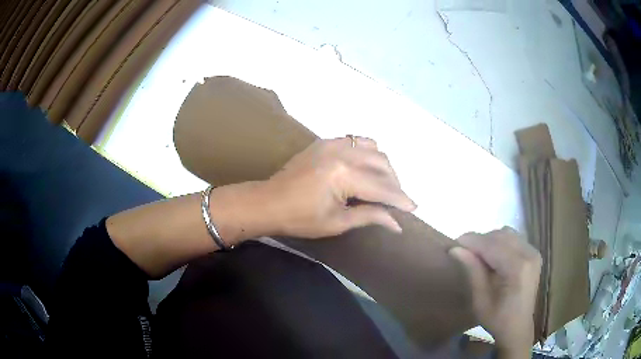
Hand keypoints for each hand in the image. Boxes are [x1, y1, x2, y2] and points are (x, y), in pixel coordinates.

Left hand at [259, 137, 415, 237]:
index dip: (400, 199)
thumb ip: (370, 216)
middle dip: (394, 183)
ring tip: (381, 185)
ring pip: (373, 148)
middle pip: (382, 164)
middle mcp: (342, 152)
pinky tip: (365, 168)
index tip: (414, 208)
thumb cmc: (300, 218)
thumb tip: (397, 223)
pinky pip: (356, 141)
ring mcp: (332, 143)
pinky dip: (367, 153)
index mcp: (344, 175)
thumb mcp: (337, 222)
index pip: (382, 187)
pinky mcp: (325, 141)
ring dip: (383, 166)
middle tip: (395, 201)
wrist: (268, 202)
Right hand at [449, 228, 540, 357]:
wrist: (518, 327)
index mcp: (517, 268)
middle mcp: (529, 254)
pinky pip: (514, 238)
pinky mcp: (533, 253)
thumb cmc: (497, 319)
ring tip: (478, 255)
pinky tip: (493, 256)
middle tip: (463, 252)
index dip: (472, 241)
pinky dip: (500, 242)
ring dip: (490, 240)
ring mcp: (533, 252)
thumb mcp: (480, 299)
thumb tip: (455, 249)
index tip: (453, 243)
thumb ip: (472, 270)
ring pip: (507, 233)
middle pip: (500, 235)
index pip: (492, 245)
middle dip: (480, 240)